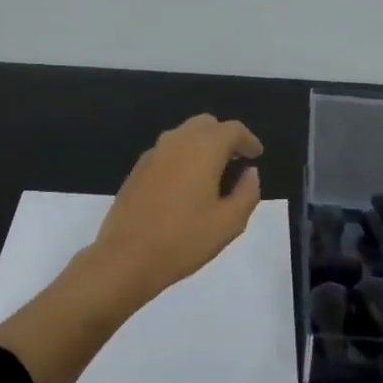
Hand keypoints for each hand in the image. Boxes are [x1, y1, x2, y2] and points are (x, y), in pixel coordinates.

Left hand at [88, 114, 264, 306]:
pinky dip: (183, 157)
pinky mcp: (137, 170)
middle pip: (205, 125)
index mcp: (202, 149)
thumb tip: (250, 173)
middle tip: (236, 161)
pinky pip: (167, 152)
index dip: (248, 140)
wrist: (126, 258)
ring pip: (184, 135)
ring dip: (202, 146)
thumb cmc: (183, 240)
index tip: (256, 156)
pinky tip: (186, 186)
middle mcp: (176, 142)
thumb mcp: (229, 223)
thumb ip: (247, 193)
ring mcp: (152, 154)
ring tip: (214, 174)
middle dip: (224, 137)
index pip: (232, 129)